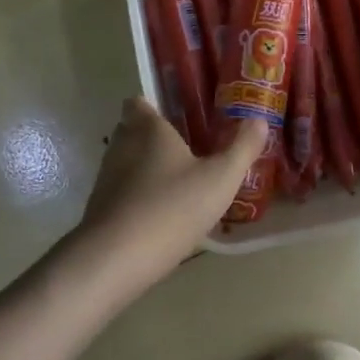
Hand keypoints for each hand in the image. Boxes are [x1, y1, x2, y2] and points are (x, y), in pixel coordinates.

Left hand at [72, 98, 267, 288]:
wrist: (116, 257)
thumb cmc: (172, 207)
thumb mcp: (220, 178)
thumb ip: (242, 148)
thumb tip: (259, 119)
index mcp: (147, 127)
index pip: (139, 101)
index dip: (155, 105)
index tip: (179, 115)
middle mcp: (121, 144)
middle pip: (132, 130)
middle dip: (154, 137)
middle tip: (187, 148)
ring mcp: (106, 176)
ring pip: (127, 162)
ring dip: (147, 168)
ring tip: (179, 182)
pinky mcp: (99, 206)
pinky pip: (122, 191)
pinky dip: (138, 195)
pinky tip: (161, 213)